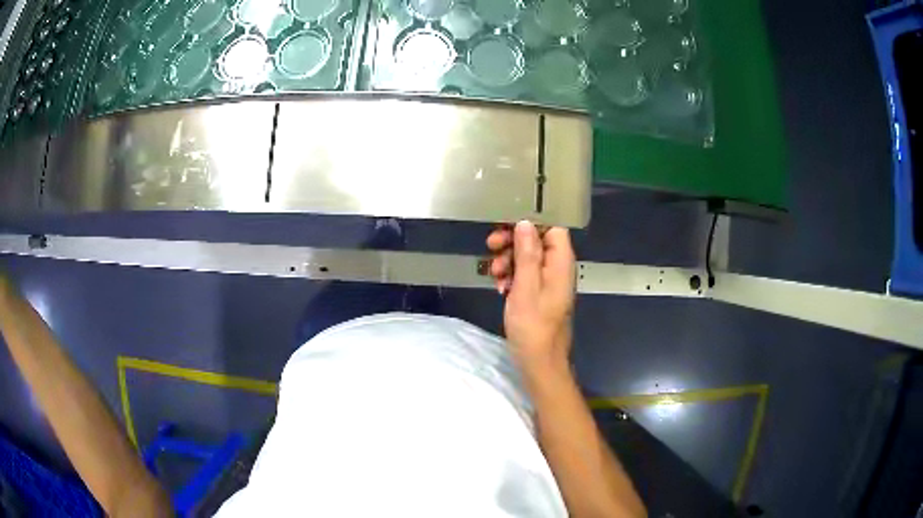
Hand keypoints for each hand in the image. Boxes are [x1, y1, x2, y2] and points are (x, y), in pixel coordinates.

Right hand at [486, 221, 575, 369]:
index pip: (553, 228)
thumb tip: (526, 223)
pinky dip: (511, 277)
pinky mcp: (540, 295)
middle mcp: (558, 269)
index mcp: (561, 263)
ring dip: (508, 261)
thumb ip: (527, 254)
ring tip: (494, 274)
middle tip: (491, 246)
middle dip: (513, 242)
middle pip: (537, 241)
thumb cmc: (533, 327)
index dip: (531, 224)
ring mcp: (549, 283)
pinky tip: (500, 289)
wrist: (539, 363)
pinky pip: (525, 276)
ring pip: (528, 258)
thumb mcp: (526, 287)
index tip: (506, 227)